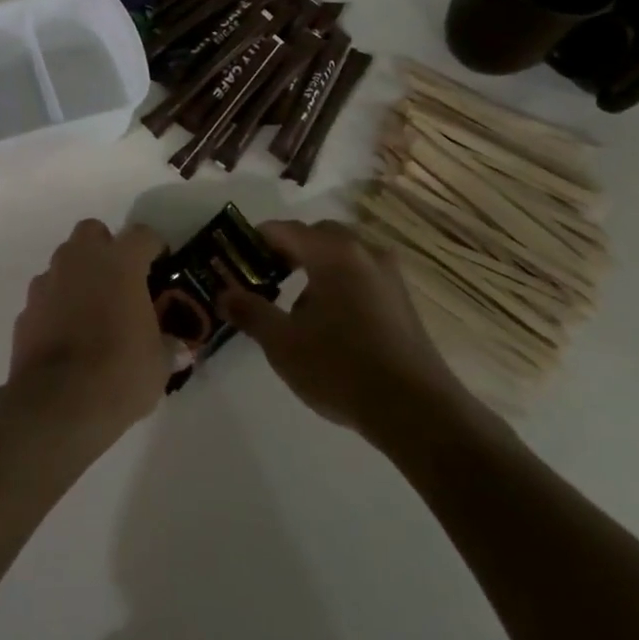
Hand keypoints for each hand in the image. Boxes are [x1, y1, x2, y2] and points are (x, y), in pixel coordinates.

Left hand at [7, 219, 172, 431]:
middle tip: (120, 279)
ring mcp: (47, 283)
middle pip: (92, 232)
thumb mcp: (158, 365)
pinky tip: (67, 335)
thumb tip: (178, 349)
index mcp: (120, 263)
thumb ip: (167, 348)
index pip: (142, 235)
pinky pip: (46, 296)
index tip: (161, 266)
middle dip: (105, 248)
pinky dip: (56, 306)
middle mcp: (80, 261)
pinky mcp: (25, 310)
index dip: (154, 248)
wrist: (56, 404)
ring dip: (78, 276)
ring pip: (64, 262)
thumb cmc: (119, 373)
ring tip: (92, 310)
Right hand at [221, 220, 462, 435]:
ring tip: (296, 304)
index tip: (236, 259)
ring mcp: (389, 275)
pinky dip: (340, 283)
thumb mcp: (282, 343)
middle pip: (318, 236)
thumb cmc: (340, 367)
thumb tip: (224, 294)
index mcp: (332, 253)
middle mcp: (364, 252)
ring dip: (317, 267)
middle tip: (265, 277)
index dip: (256, 240)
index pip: (285, 230)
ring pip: (343, 255)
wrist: (415, 410)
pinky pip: (362, 275)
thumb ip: (250, 312)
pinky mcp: (402, 300)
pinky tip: (330, 322)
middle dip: (288, 250)